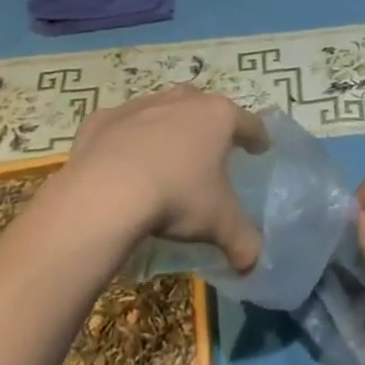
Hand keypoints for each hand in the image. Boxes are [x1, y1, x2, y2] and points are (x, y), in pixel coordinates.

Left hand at [58, 86, 267, 270]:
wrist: (104, 193)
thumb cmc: (175, 197)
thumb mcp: (219, 223)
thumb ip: (243, 241)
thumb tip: (252, 263)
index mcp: (218, 117)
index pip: (249, 123)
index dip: (257, 138)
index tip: (260, 149)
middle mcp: (182, 101)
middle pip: (204, 107)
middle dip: (210, 125)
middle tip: (211, 150)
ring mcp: (140, 105)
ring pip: (162, 110)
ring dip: (168, 128)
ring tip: (167, 156)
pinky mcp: (103, 119)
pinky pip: (122, 127)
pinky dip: (126, 140)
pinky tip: (123, 162)